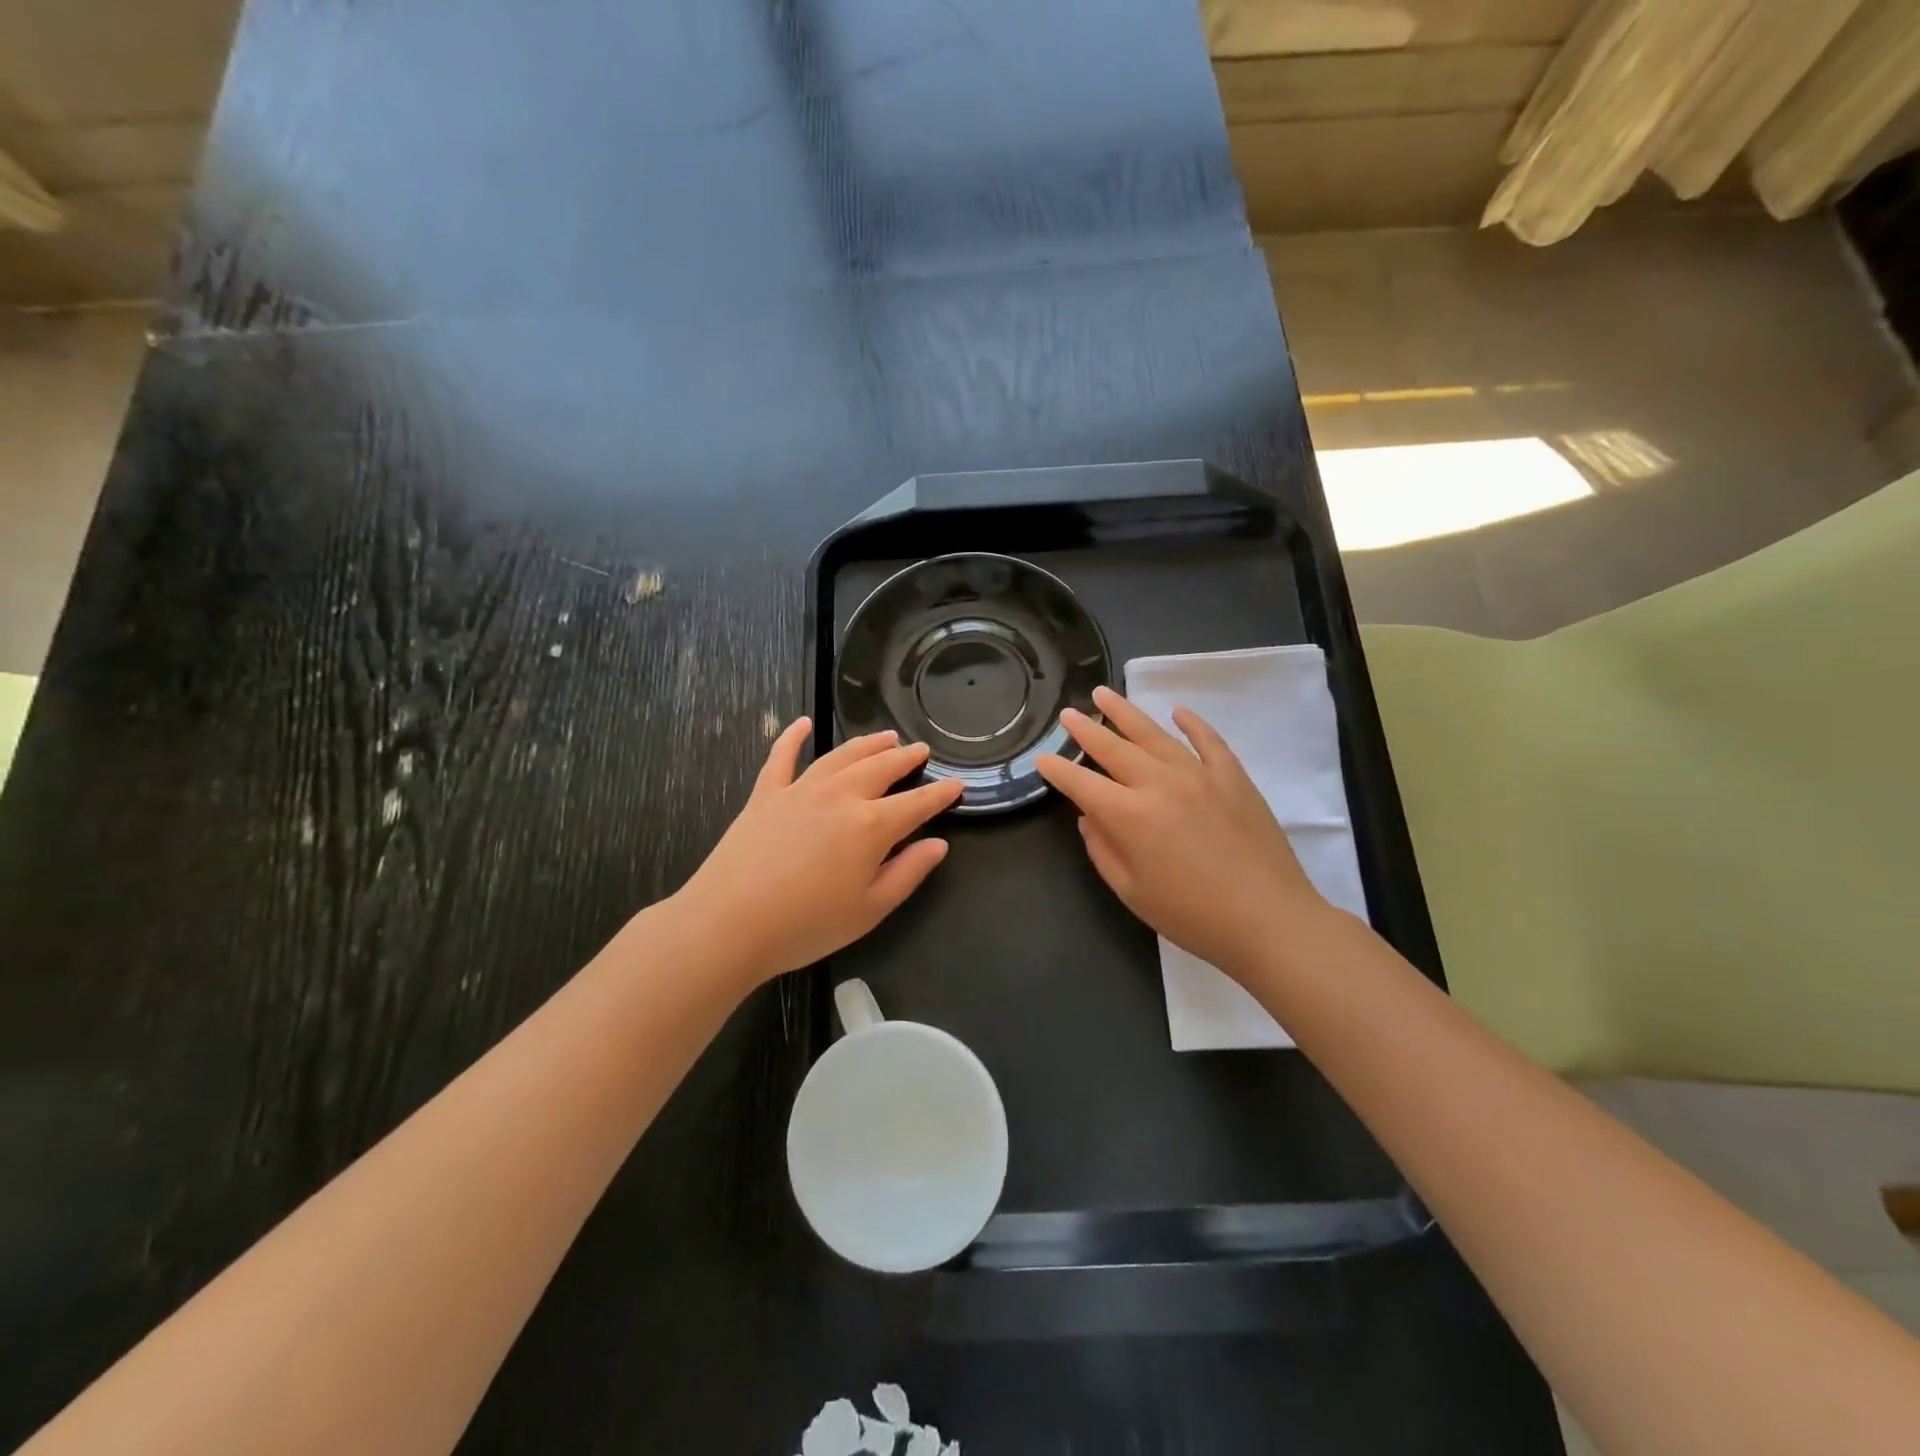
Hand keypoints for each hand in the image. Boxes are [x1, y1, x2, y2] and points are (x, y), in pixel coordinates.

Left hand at [673, 720, 962, 986]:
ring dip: (866, 744)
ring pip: (841, 756)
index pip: (916, 804)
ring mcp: (800, 790)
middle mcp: (839, 796)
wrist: (729, 923)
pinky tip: (802, 723)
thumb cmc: (806, 925)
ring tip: (885, 736)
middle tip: (921, 750)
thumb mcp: (870, 909)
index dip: (940, 794)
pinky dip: (792, 737)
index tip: (956, 784)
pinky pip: (781, 757)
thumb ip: (908, 873)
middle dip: (905, 758)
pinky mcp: (765, 795)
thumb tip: (938, 844)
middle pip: (880, 768)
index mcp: (870, 826)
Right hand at [1036, 686, 1330, 978]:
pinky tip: (1178, 712)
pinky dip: (1192, 724)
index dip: (1057, 770)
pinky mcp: (1233, 778)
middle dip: (1086, 730)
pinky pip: (1208, 741)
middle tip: (1068, 713)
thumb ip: (1103, 850)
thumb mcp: (1132, 892)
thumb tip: (1090, 818)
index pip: (1082, 784)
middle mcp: (1159, 784)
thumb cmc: (1192, 916)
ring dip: (1126, 713)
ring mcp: (1199, 775)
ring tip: (1105, 695)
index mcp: (1129, 816)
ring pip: (1154, 734)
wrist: (1269, 920)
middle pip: (1113, 748)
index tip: (1042, 758)